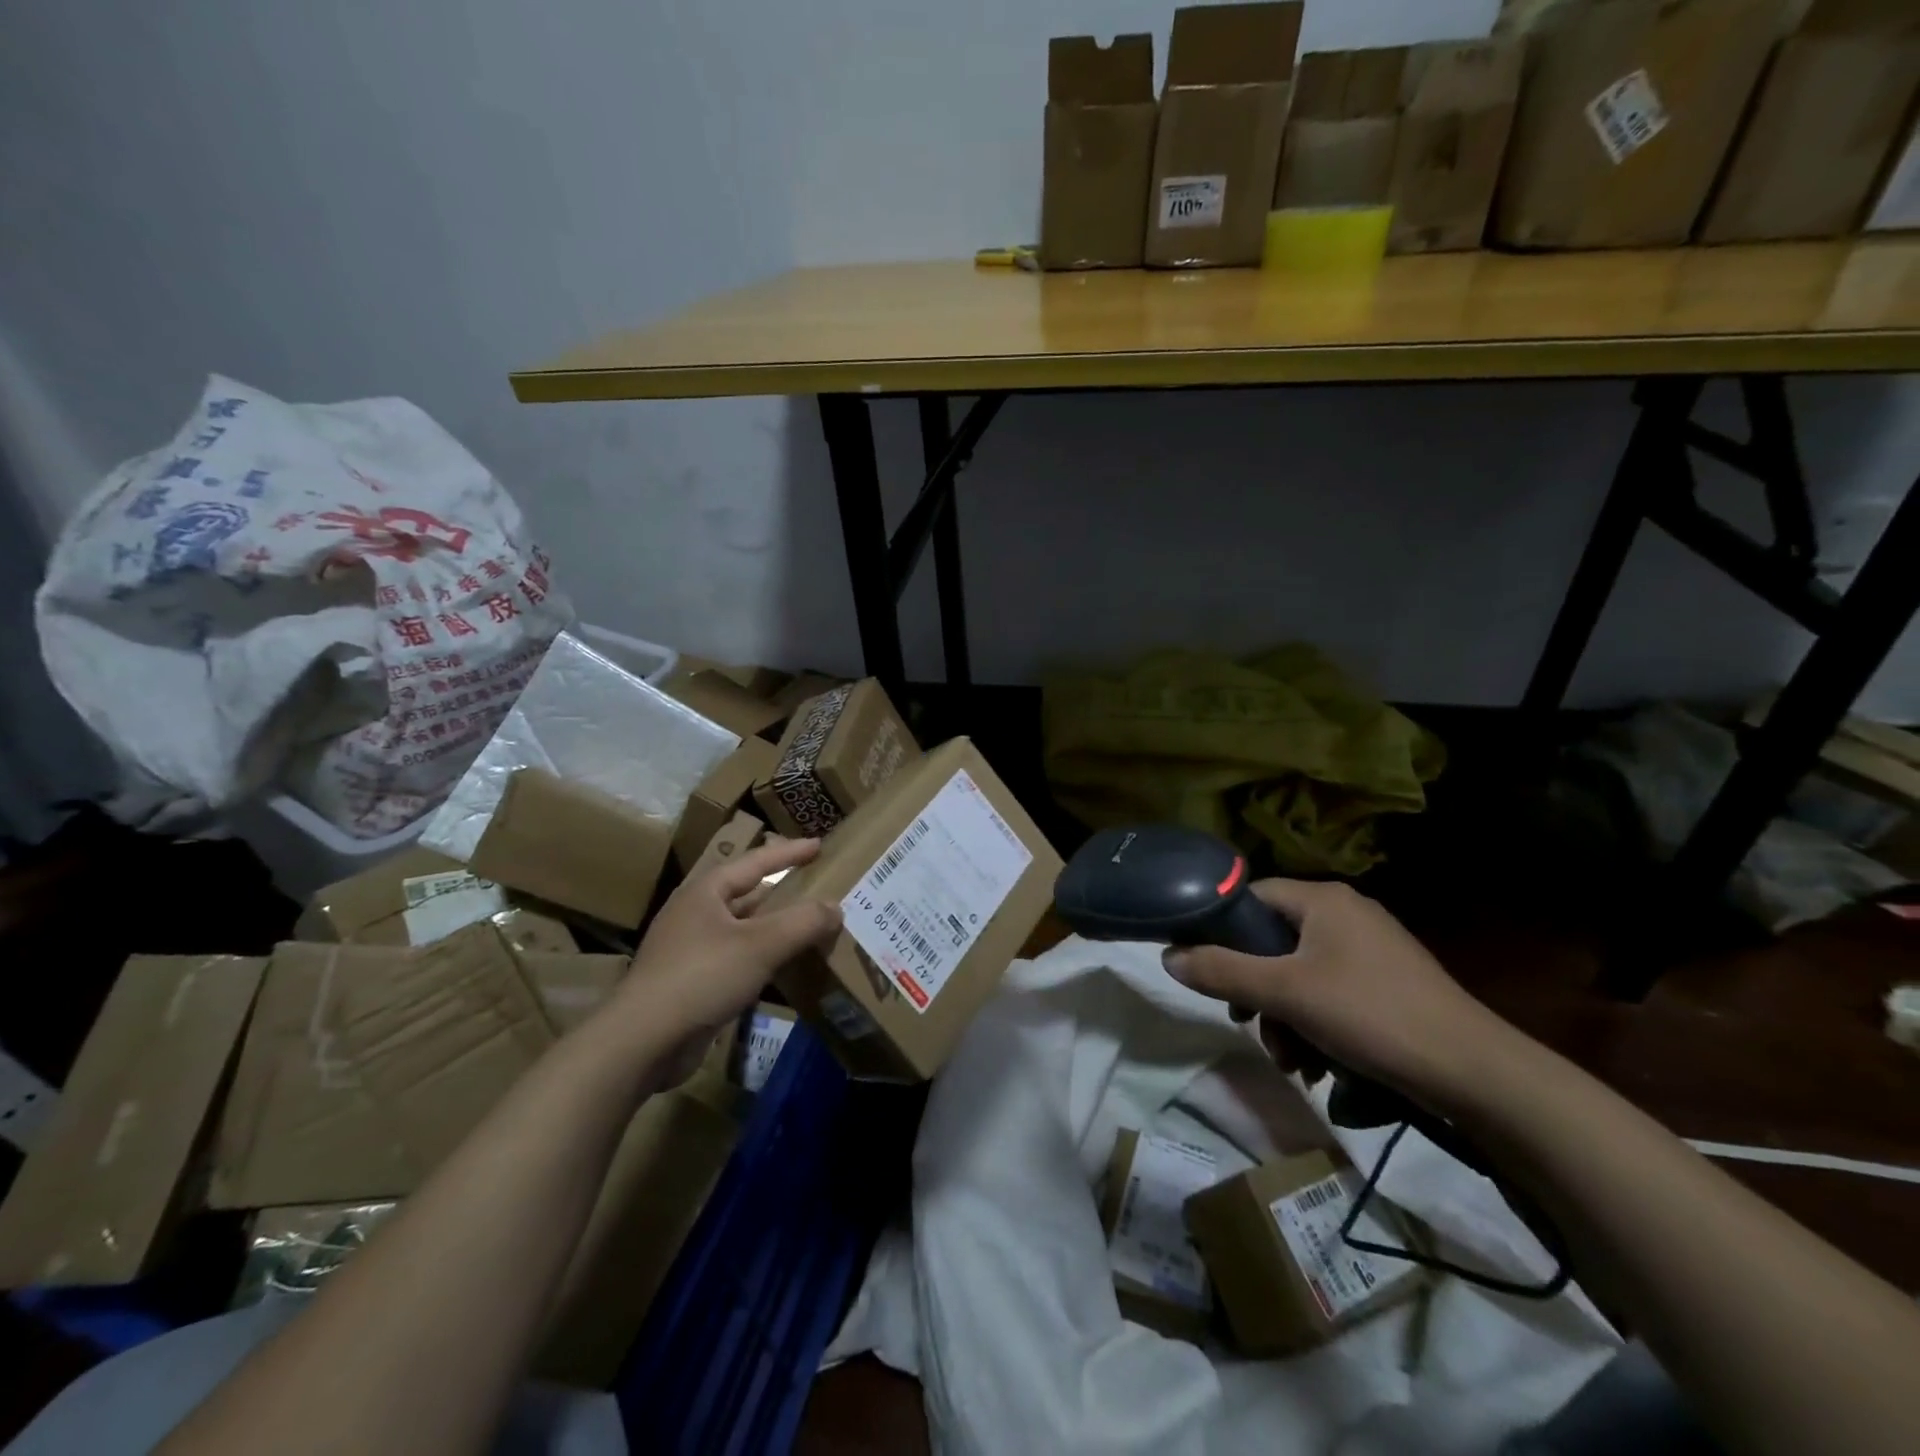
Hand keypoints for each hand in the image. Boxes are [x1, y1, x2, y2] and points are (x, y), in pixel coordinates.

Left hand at [600, 837, 840, 1077]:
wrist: (643, 1041)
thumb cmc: (702, 976)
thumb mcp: (761, 944)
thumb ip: (803, 922)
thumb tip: (836, 907)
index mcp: (705, 892)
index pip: (756, 862)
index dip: (790, 853)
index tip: (819, 845)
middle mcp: (694, 914)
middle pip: (747, 894)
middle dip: (782, 892)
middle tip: (816, 887)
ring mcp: (688, 949)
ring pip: (742, 929)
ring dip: (773, 928)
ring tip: (808, 927)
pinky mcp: (689, 982)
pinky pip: (735, 958)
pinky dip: (761, 957)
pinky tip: (781, 968)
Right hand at [1162, 880, 1508, 1105]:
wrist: (1475, 1073)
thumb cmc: (1370, 1015)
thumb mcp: (1284, 993)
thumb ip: (1221, 971)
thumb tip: (1167, 956)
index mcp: (1323, 899)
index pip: (1251, 897)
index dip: (1220, 930)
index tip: (1206, 970)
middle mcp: (1346, 913)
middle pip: (1273, 941)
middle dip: (1254, 989)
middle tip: (1247, 1024)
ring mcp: (1371, 948)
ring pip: (1300, 973)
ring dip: (1283, 1016)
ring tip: (1290, 1060)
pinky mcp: (1388, 983)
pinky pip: (1330, 991)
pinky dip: (1315, 1023)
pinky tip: (1318, 1065)